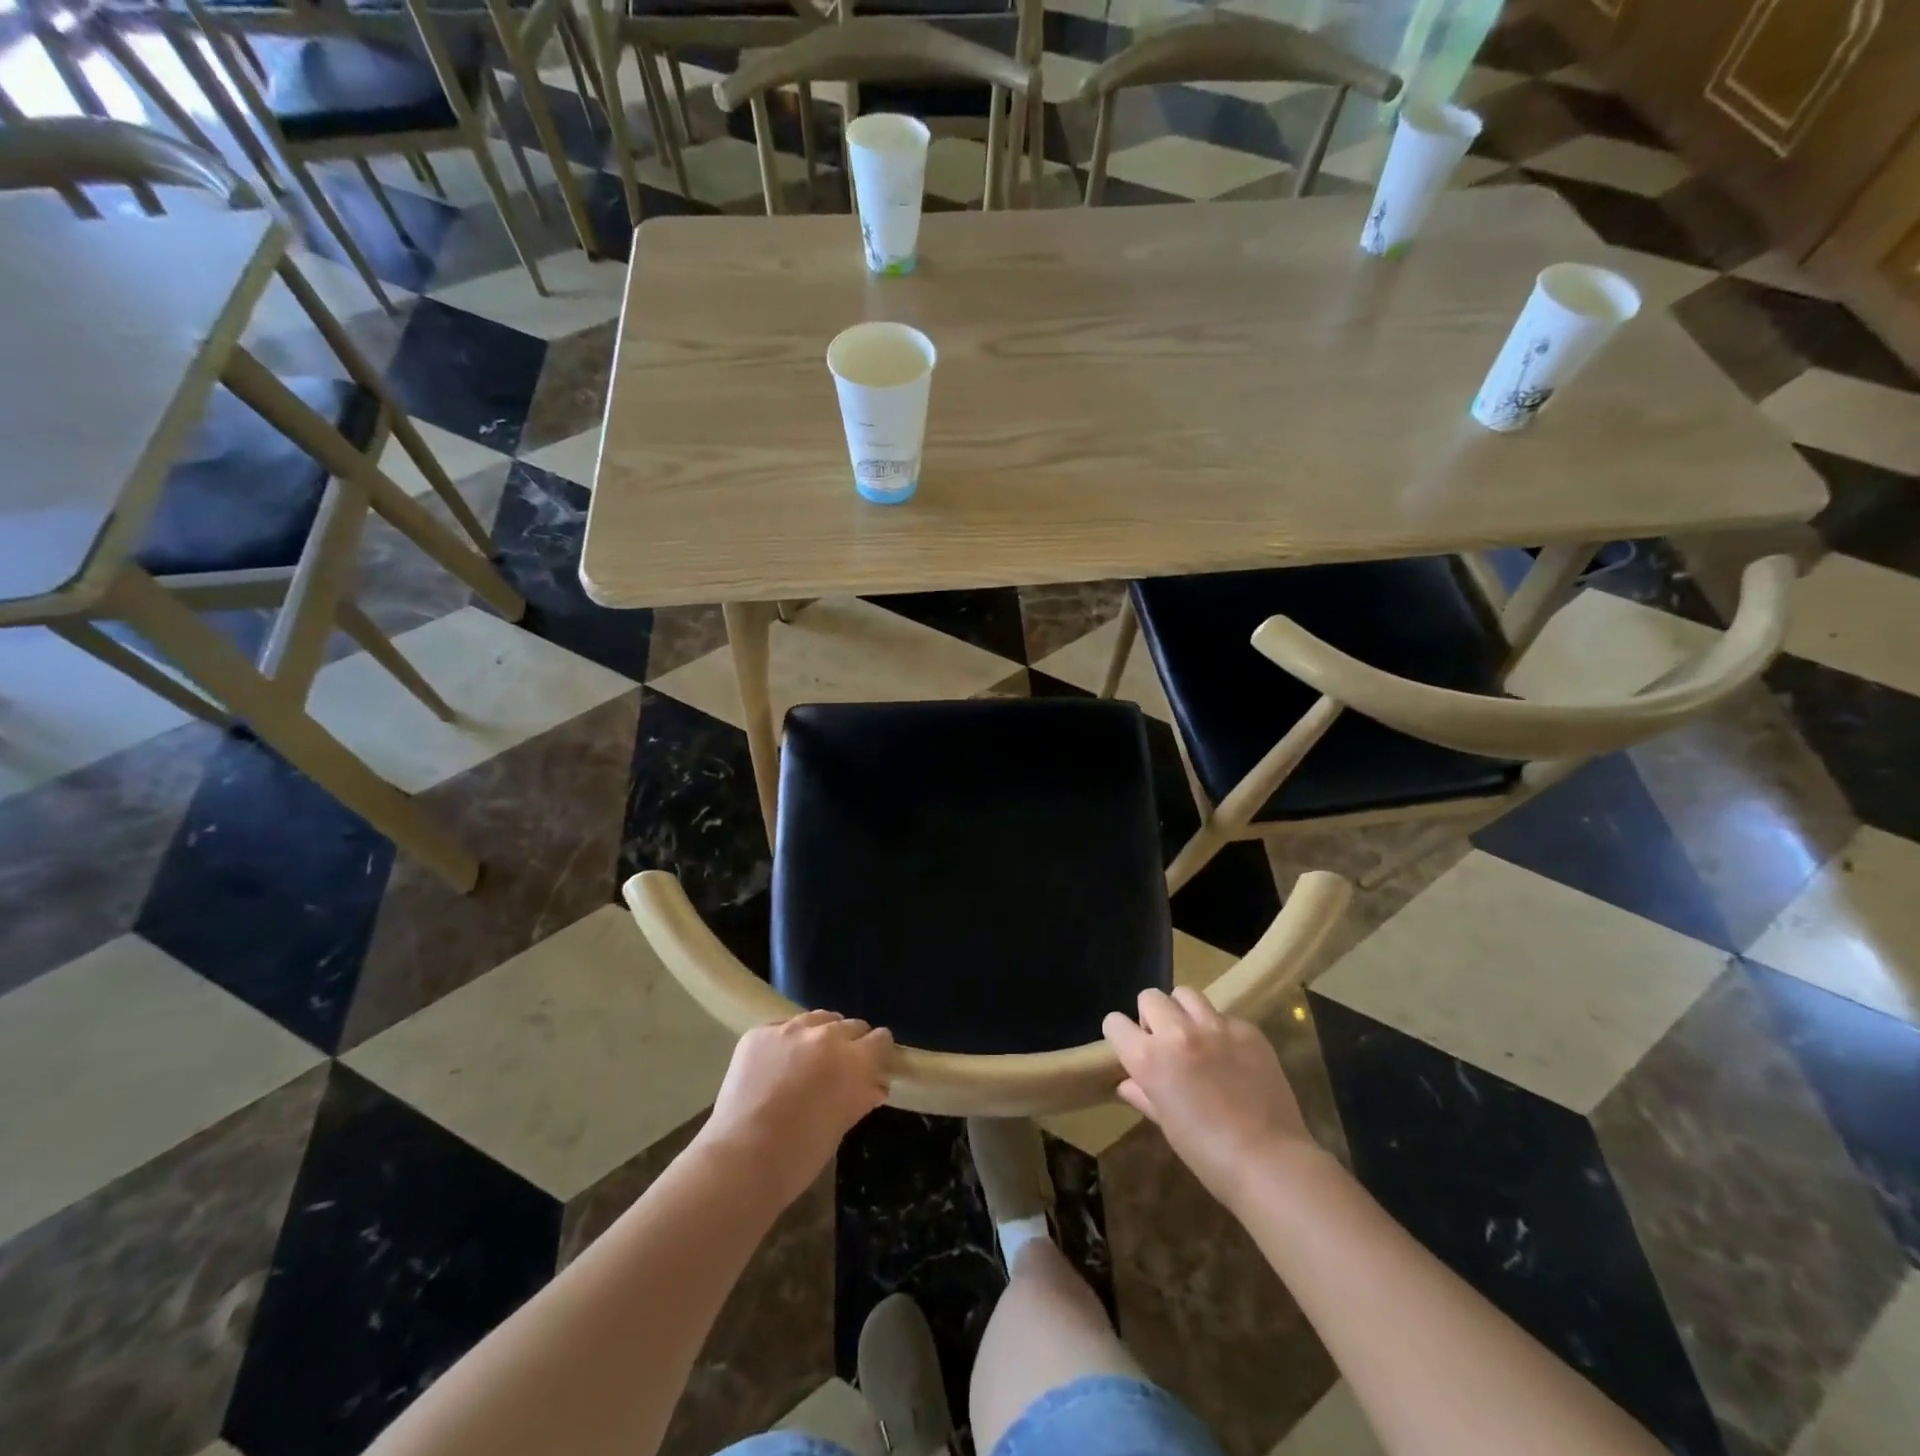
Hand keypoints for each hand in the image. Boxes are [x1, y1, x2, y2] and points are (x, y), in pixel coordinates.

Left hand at [695, 1011, 893, 1207]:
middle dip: (850, 1043)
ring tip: (808, 1060)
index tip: (874, 1064)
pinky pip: (783, 1027)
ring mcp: (789, 1029)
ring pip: (817, 1019)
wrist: (740, 1160)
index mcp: (853, 1060)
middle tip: (840, 1067)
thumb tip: (874, 1085)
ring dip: (820, 1035)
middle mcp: (825, 1035)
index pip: (880, 1039)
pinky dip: (787, 1042)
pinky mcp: (759, 1032)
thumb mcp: (840, 1127)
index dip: (878, 1052)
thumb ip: (860, 1097)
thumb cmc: (799, 1155)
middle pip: (850, 1024)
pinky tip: (776, 1066)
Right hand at [1103, 987, 1319, 1210]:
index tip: (1130, 1048)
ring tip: (1195, 1037)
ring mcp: (1215, 1027)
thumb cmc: (1208, 1153)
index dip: (1119, 1035)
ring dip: (1183, 1011)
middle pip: (1150, 997)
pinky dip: (1219, 1029)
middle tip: (1165, 1042)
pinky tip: (1231, 1056)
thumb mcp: (1167, 1124)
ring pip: (1186, 994)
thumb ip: (1143, 1094)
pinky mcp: (1247, 1029)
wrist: (1270, 1162)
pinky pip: (1223, 1015)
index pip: (1114, 1023)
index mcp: (1149, 1058)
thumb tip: (1127, 1082)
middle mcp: (1177, 1032)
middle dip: (1151, 1016)